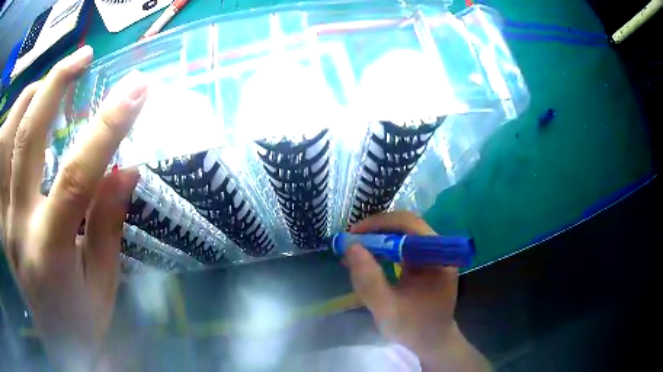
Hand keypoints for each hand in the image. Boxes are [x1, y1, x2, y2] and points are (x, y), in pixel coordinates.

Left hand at [0, 46, 146, 368]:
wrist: (58, 344)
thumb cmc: (84, 321)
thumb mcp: (103, 282)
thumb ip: (108, 223)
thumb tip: (125, 168)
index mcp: (49, 252)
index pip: (76, 177)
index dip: (106, 127)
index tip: (137, 89)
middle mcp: (19, 227)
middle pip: (28, 139)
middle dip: (56, 86)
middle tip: (85, 56)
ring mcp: (7, 220)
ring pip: (11, 139)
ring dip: (34, 96)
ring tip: (60, 73)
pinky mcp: (4, 217)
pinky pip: (5, 158)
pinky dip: (17, 122)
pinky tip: (32, 107)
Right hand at [346, 211, 490, 370]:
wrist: (432, 342)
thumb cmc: (413, 328)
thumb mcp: (386, 308)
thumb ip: (368, 280)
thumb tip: (350, 246)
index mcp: (437, 258)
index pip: (409, 225)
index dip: (379, 224)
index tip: (353, 235)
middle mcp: (439, 251)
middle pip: (406, 227)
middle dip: (376, 232)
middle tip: (350, 242)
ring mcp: (434, 256)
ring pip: (403, 236)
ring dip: (378, 240)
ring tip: (355, 251)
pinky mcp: (427, 263)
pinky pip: (404, 248)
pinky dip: (384, 251)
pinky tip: (368, 260)